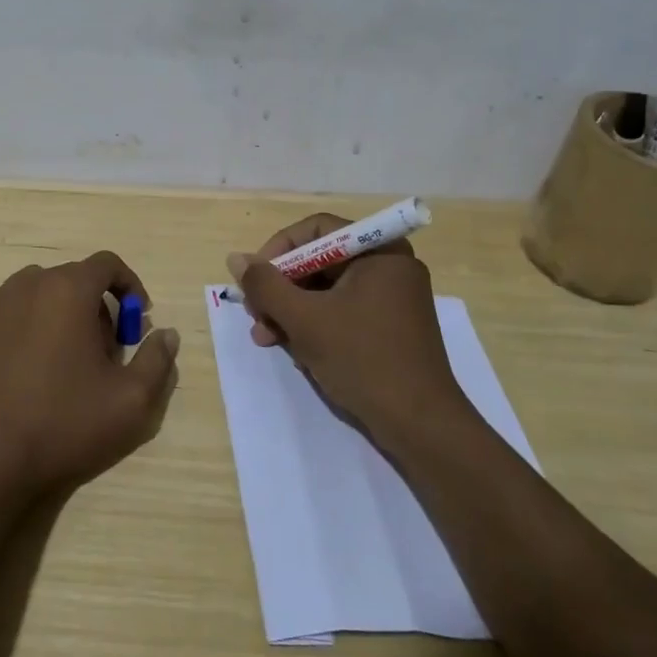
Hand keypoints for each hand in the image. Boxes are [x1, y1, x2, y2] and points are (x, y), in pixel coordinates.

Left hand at [0, 251, 179, 497]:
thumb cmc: (64, 423)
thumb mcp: (132, 401)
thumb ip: (158, 360)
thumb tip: (165, 334)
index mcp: (68, 290)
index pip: (107, 264)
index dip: (129, 286)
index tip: (136, 320)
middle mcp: (26, 286)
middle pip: (70, 280)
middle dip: (94, 306)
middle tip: (103, 351)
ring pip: (34, 297)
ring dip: (56, 316)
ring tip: (63, 362)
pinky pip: (4, 320)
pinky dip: (21, 333)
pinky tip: (23, 375)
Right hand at [228, 215, 467, 442]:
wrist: (421, 426)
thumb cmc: (363, 359)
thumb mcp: (305, 319)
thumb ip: (266, 285)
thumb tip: (236, 258)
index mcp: (379, 251)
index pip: (316, 230)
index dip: (278, 249)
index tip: (255, 279)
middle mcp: (389, 266)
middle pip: (320, 260)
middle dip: (281, 288)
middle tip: (256, 315)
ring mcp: (392, 298)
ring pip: (327, 290)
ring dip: (291, 310)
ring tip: (265, 338)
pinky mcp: (390, 327)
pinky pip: (343, 311)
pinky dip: (315, 325)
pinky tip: (293, 349)